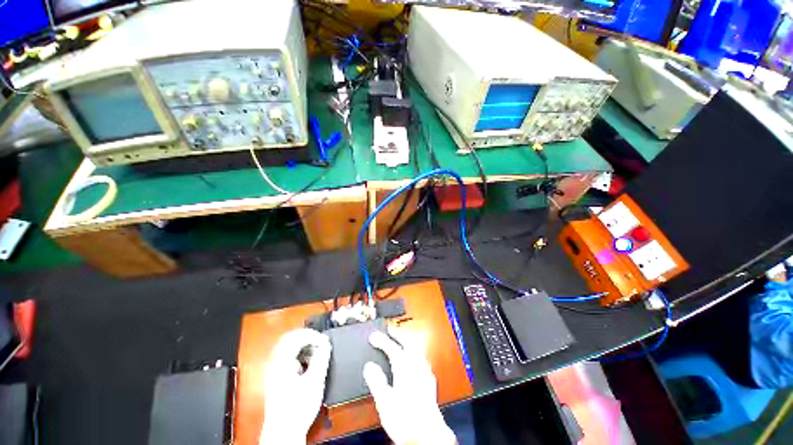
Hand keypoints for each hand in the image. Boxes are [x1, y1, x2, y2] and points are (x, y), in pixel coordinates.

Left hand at [260, 328, 331, 444]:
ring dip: (303, 345)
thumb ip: (321, 358)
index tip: (324, 341)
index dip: (313, 335)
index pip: (296, 337)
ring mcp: (273, 371)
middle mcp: (274, 363)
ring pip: (287, 347)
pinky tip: (307, 363)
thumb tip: (326, 343)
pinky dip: (298, 355)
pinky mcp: (276, 378)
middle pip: (289, 339)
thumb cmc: (298, 407)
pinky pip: (286, 357)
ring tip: (316, 352)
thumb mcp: (314, 381)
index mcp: (281, 362)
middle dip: (307, 337)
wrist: (283, 433)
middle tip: (320, 341)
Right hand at [363, 330, 455, 444]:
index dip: (382, 340)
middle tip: (389, 331)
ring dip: (407, 342)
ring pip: (416, 349)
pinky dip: (415, 354)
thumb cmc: (405, 419)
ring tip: (400, 341)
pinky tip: (414, 359)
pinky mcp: (430, 381)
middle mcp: (416, 366)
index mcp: (404, 368)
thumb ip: (376, 380)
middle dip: (398, 335)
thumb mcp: (384, 401)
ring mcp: (425, 372)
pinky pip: (422, 359)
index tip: (373, 336)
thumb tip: (369, 366)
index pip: (392, 348)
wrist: (426, 435)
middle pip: (408, 343)